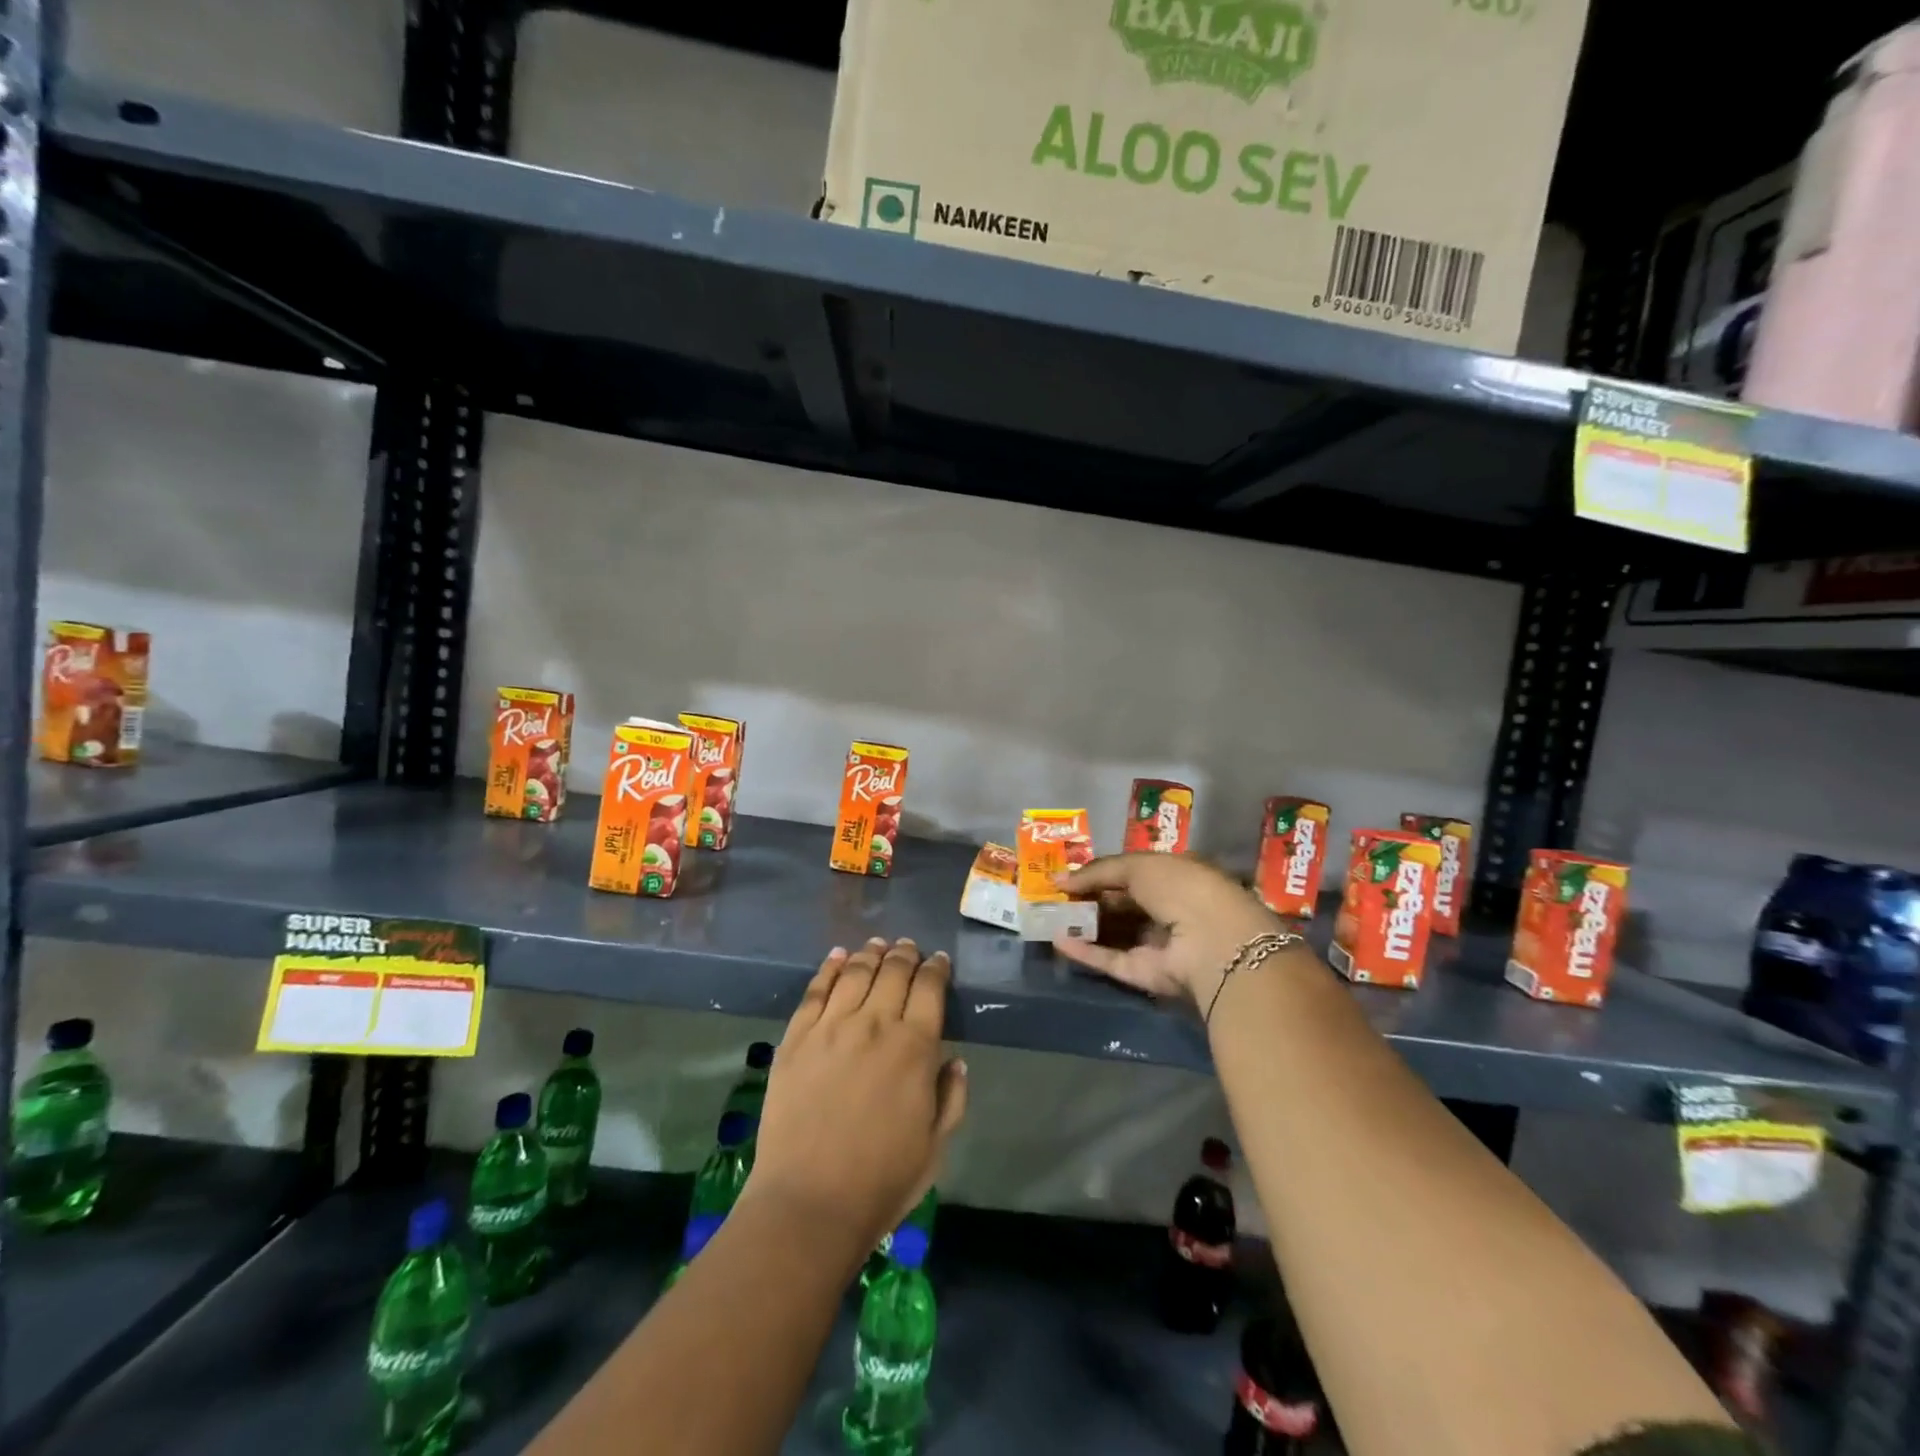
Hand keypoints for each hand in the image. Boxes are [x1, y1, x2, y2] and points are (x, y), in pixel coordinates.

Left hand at [745, 938, 968, 1260]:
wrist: (808, 1203)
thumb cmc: (881, 1181)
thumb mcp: (935, 1146)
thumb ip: (951, 1097)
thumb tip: (954, 1060)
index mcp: (914, 1047)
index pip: (930, 988)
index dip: (936, 969)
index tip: (939, 961)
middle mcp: (875, 1024)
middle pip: (893, 971)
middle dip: (905, 954)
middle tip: (909, 947)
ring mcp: (831, 1027)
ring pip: (855, 972)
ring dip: (870, 953)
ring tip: (877, 945)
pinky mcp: (796, 1038)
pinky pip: (815, 991)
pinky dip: (829, 968)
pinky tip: (837, 956)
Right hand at [1051, 854, 1281, 1007]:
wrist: (1211, 941)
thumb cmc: (1180, 888)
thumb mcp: (1138, 866)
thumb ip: (1099, 871)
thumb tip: (1060, 880)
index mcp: (1176, 878)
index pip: (1134, 874)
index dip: (1102, 873)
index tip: (1070, 875)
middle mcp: (1169, 911)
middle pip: (1123, 905)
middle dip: (1090, 899)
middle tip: (1054, 896)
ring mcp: (1158, 945)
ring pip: (1115, 934)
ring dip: (1084, 925)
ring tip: (1048, 916)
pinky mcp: (1147, 975)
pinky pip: (1111, 960)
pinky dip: (1085, 952)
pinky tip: (1057, 941)